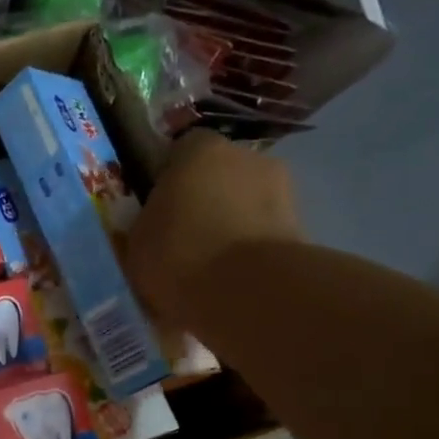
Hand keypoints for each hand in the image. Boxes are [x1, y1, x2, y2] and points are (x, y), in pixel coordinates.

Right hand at [125, 131, 302, 332]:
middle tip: (182, 235)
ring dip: (230, 222)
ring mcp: (281, 188)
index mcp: (199, 150)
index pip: (181, 149)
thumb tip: (156, 221)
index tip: (157, 204)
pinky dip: (249, 247)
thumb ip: (148, 220)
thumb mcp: (137, 238)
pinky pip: (262, 231)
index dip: (168, 176)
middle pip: (219, 173)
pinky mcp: (301, 225)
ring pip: (244, 202)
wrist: (245, 290)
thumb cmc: (177, 254)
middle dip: (204, 197)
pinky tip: (231, 277)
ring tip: (208, 262)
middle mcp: (246, 156)